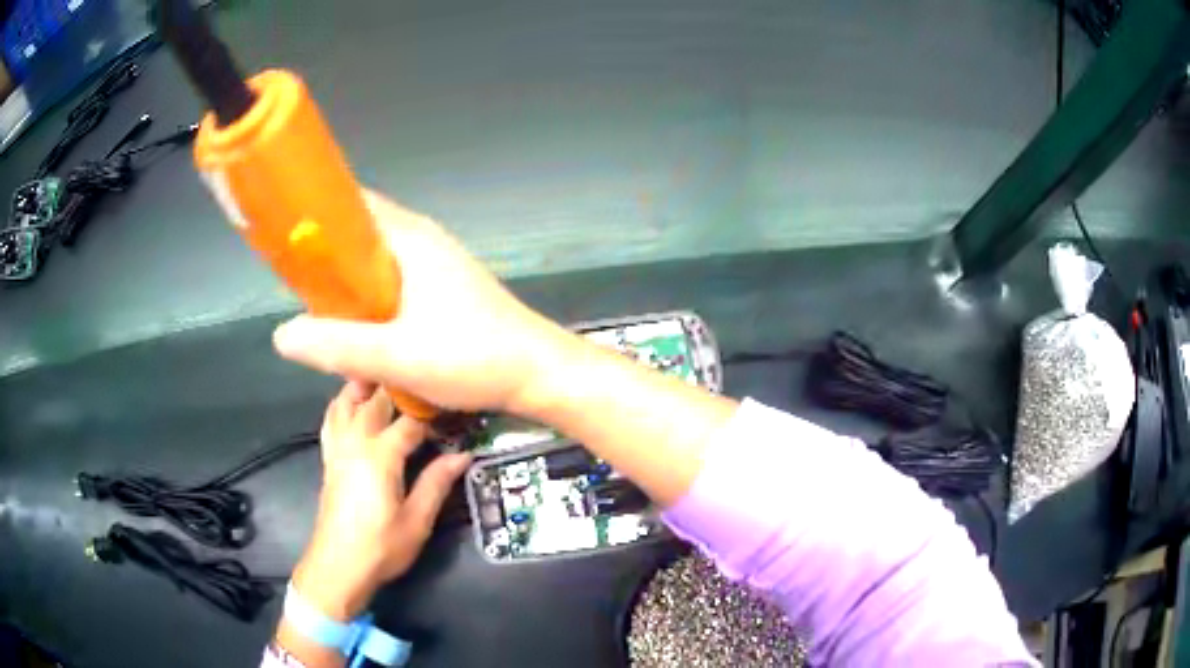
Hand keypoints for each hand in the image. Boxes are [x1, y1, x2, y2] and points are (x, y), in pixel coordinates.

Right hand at [273, 190, 573, 413]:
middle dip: (326, 262)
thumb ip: (337, 345)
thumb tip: (282, 335)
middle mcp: (422, 242)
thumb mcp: (396, 355)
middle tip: (299, 294)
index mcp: (410, 238)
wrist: (537, 374)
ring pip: (375, 266)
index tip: (284, 242)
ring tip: (323, 319)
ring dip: (348, 288)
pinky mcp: (444, 292)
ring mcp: (436, 266)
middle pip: (359, 238)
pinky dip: (371, 303)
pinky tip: (362, 335)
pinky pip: (393, 286)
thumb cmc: (472, 357)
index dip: (315, 216)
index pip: (352, 206)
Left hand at [291, 381, 470, 618]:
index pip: (410, 421)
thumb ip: (437, 483)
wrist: (338, 566)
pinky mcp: (329, 457)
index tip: (454, 409)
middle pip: (375, 399)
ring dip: (365, 386)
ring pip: (346, 400)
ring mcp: (338, 447)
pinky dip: (343, 403)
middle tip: (426, 383)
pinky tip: (354, 404)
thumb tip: (464, 455)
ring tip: (389, 379)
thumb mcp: (417, 521)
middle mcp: (355, 441)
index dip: (433, 414)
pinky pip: (332, 417)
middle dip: (400, 388)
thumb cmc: (381, 547)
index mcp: (380, 455)